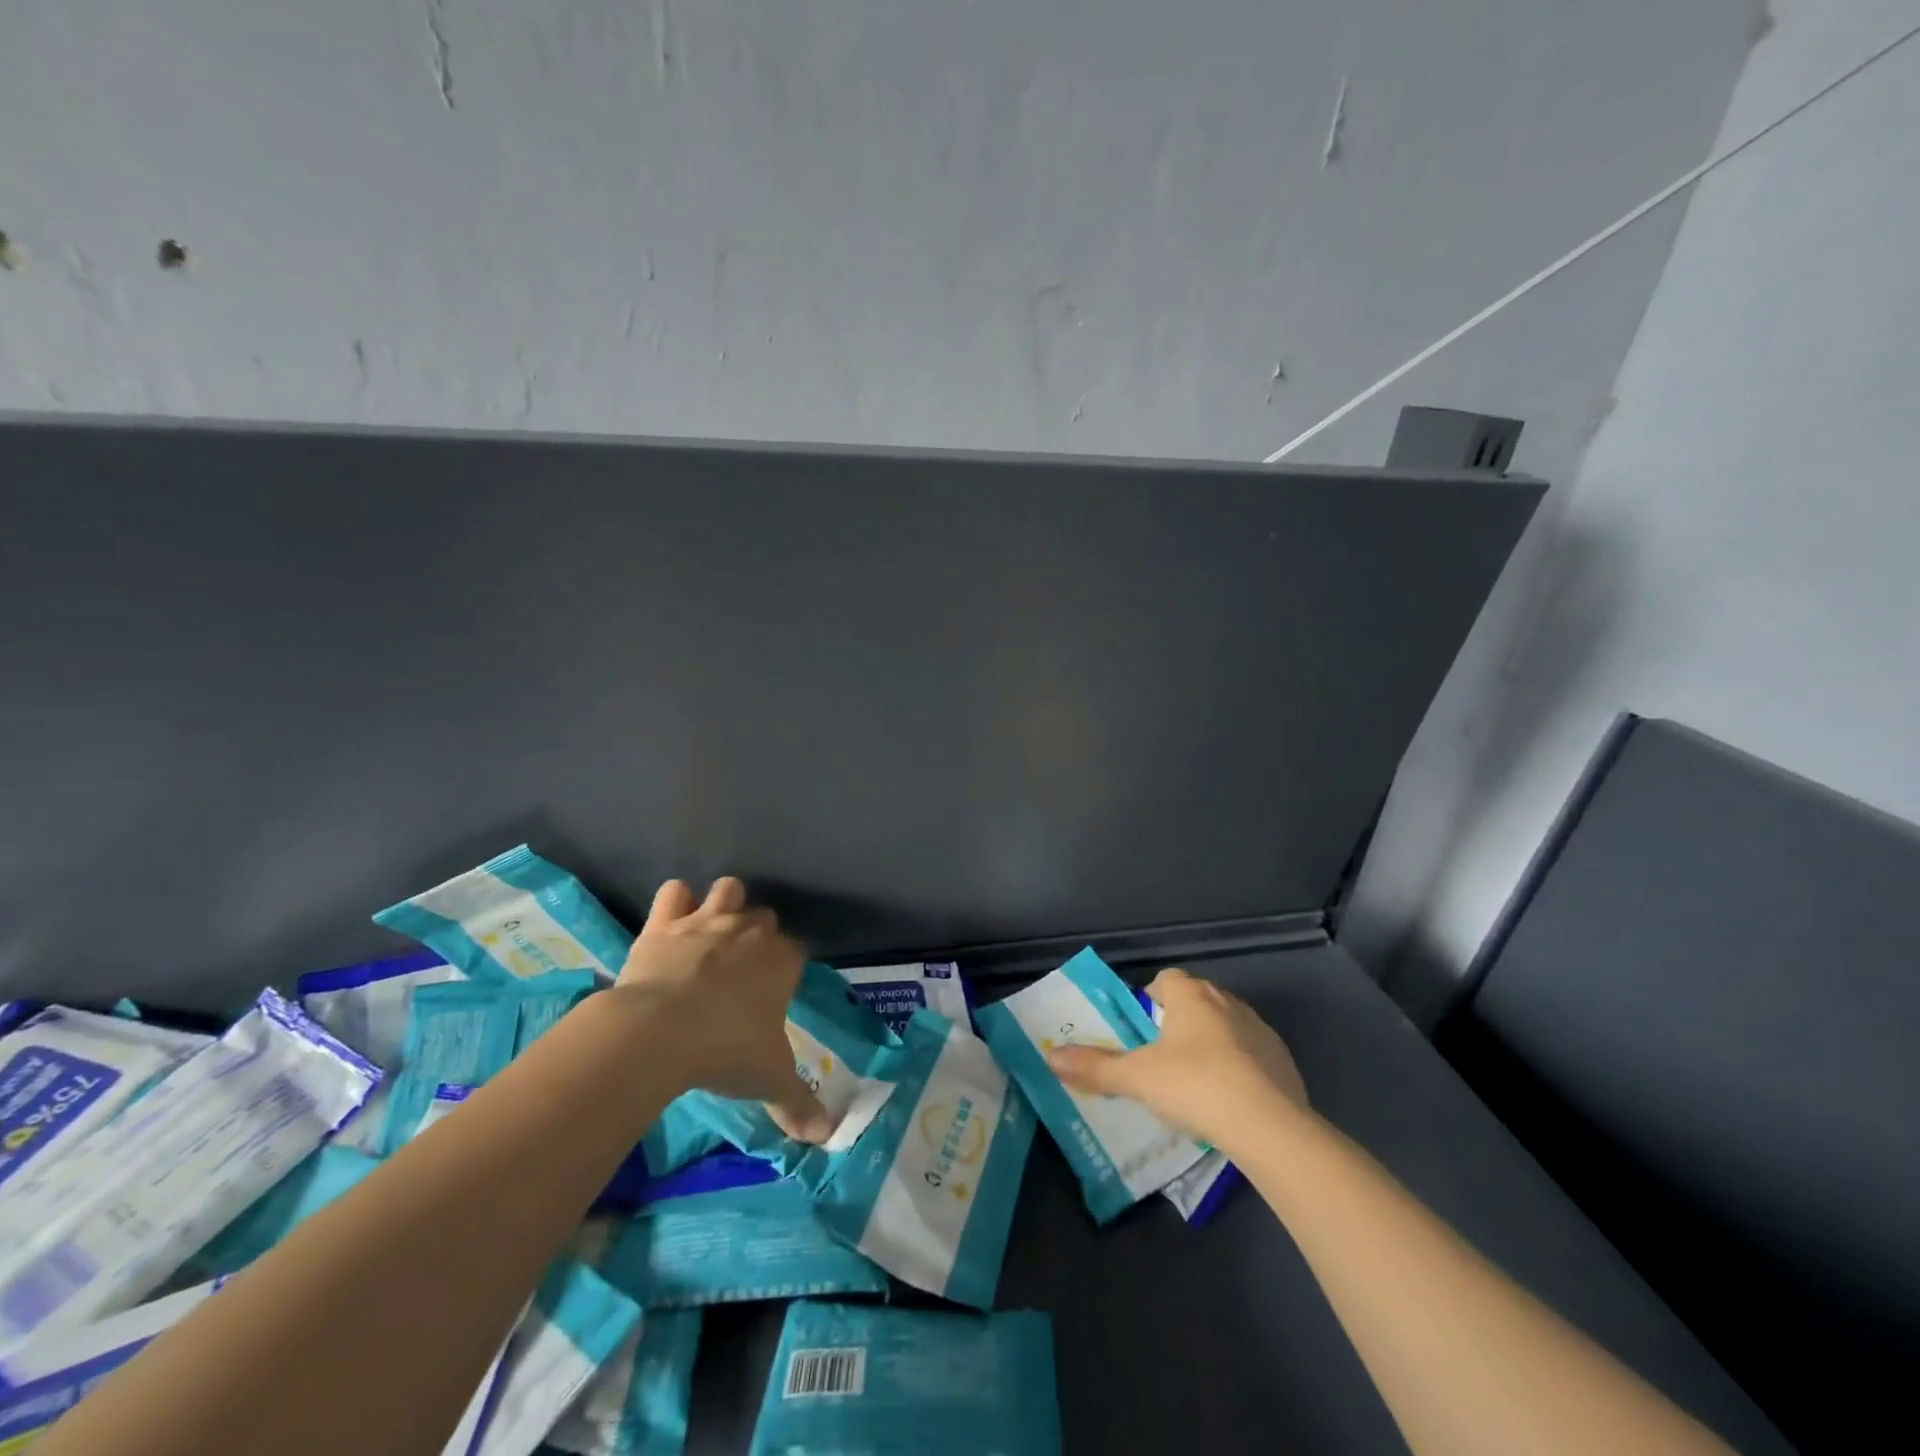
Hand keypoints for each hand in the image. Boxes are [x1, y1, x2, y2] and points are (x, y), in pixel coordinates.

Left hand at [616, 877, 834, 1142]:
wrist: (660, 1032)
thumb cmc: (726, 1052)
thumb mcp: (769, 1081)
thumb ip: (800, 1105)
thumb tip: (826, 1137)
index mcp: (782, 961)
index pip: (796, 950)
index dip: (786, 965)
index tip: (775, 987)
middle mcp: (750, 931)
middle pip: (764, 916)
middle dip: (757, 933)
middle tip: (741, 967)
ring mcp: (708, 921)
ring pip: (728, 889)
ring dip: (723, 903)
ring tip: (712, 929)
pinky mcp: (666, 921)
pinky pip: (674, 893)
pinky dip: (674, 903)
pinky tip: (671, 921)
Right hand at [1046, 968, 1307, 1148]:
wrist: (1268, 1125)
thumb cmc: (1194, 1086)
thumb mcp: (1136, 1078)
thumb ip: (1094, 1067)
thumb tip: (1050, 1057)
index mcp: (1190, 995)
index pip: (1165, 979)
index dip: (1150, 999)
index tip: (1141, 1028)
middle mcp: (1226, 1001)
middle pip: (1195, 1000)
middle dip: (1179, 1021)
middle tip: (1161, 1057)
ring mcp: (1259, 1029)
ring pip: (1225, 1025)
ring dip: (1211, 1043)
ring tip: (1195, 1081)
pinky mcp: (1283, 1059)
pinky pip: (1252, 1053)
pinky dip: (1240, 1067)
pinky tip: (1231, 1100)